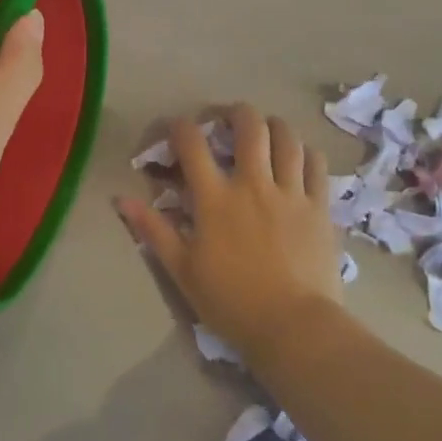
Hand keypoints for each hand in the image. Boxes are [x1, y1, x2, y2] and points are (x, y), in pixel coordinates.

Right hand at [119, 104, 341, 358]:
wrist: (294, 327)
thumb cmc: (231, 301)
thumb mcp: (182, 269)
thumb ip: (153, 229)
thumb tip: (121, 199)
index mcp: (215, 198)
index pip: (192, 144)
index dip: (180, 127)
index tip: (175, 129)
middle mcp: (253, 184)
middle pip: (248, 126)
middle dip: (234, 113)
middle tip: (227, 120)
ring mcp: (290, 192)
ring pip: (286, 137)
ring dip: (273, 125)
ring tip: (265, 130)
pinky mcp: (319, 206)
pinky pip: (316, 163)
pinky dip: (305, 152)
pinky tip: (298, 157)